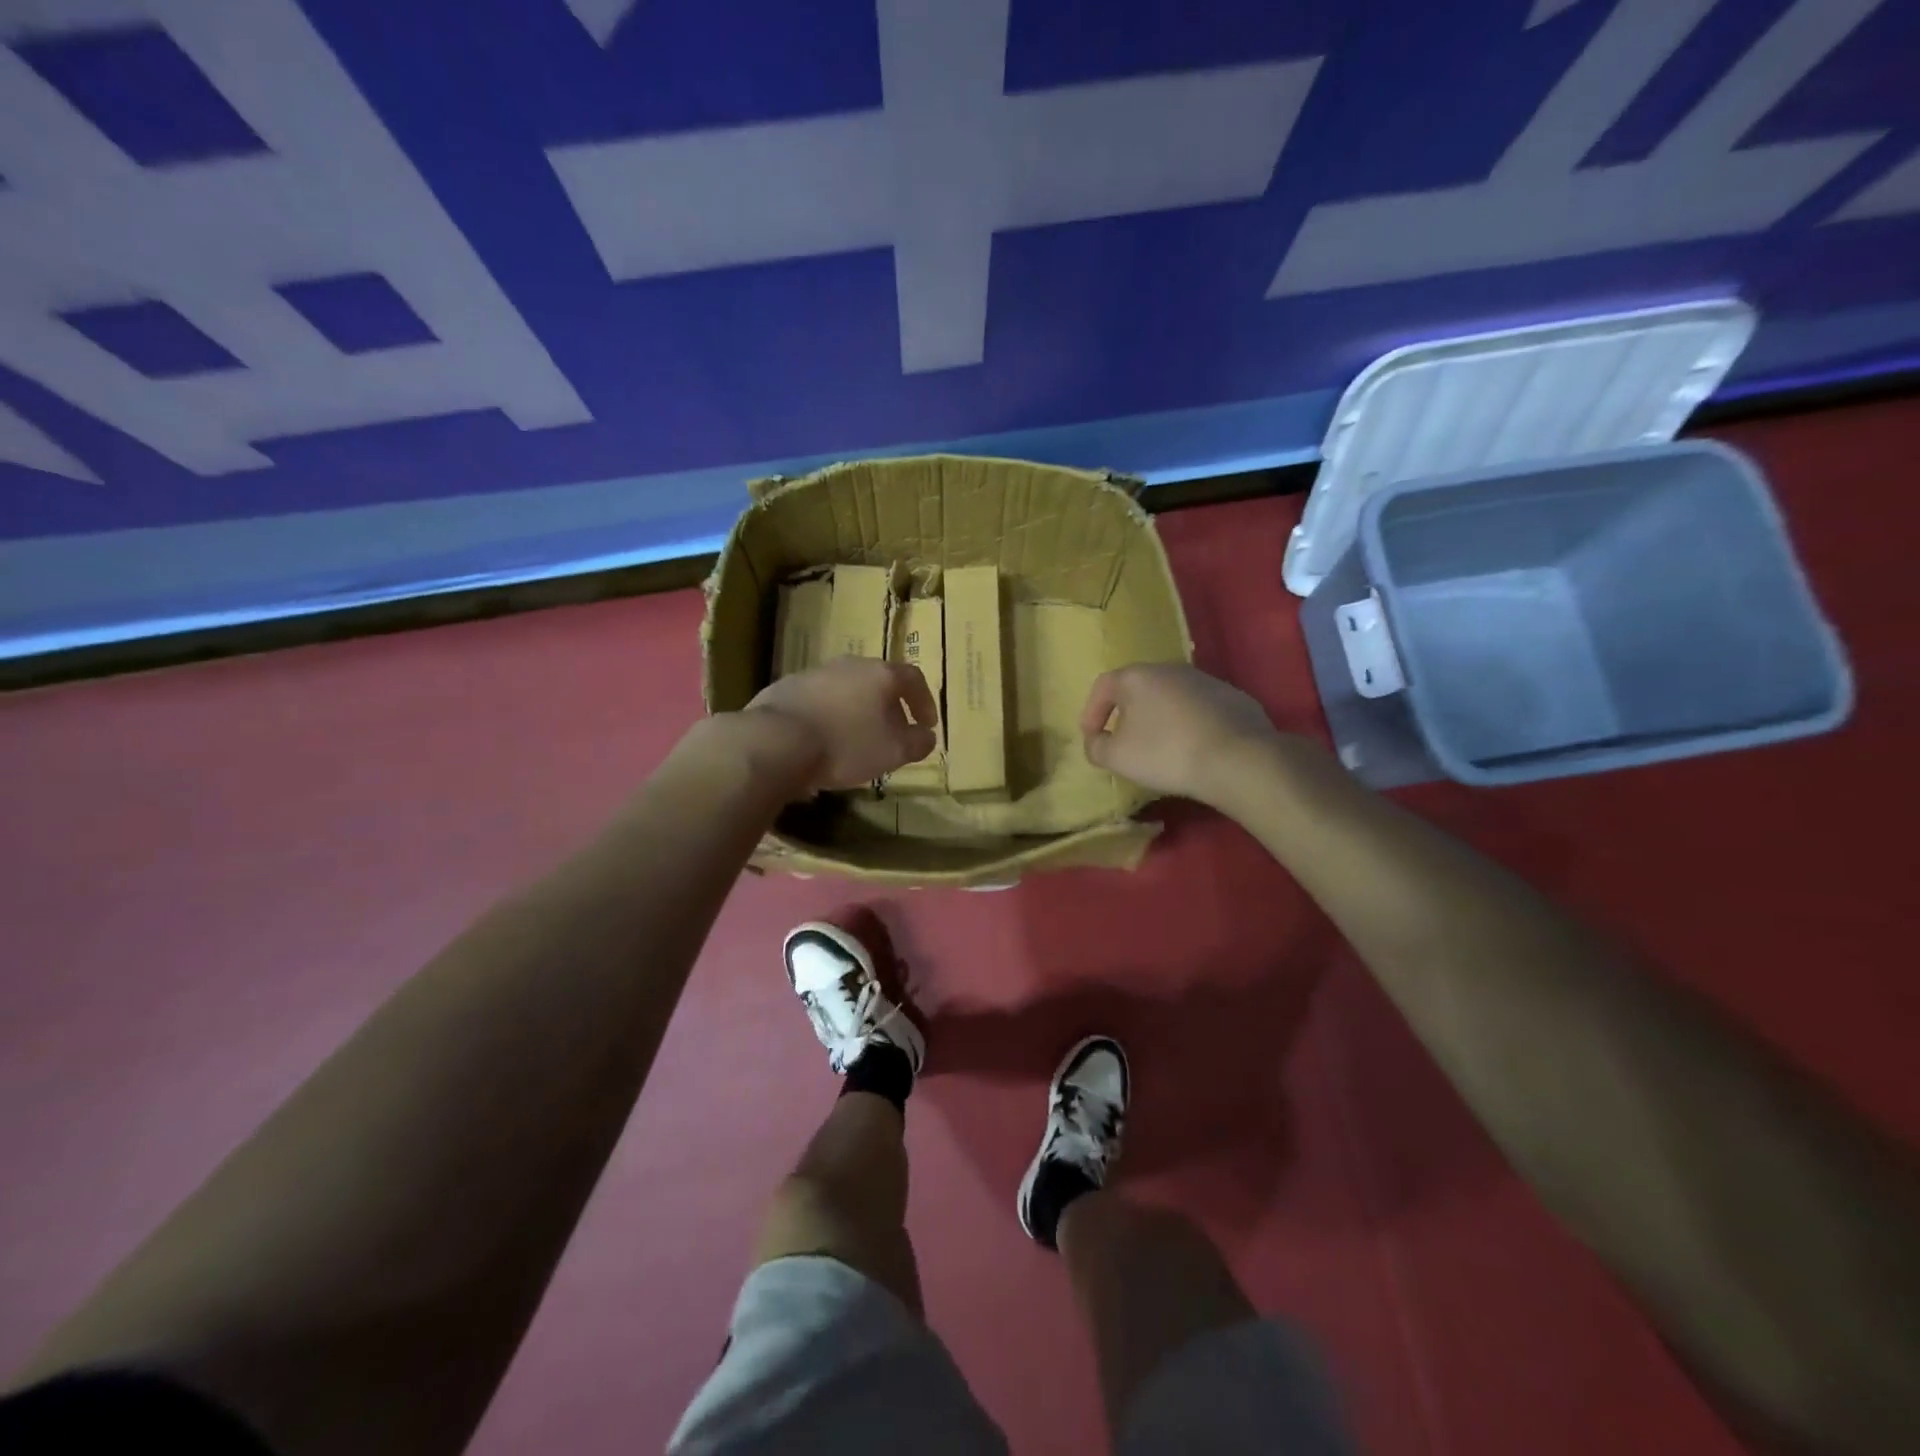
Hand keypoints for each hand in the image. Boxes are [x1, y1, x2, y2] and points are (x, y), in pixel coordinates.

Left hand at [745, 657, 938, 792]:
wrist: (775, 742)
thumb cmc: (845, 745)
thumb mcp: (893, 752)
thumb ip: (917, 742)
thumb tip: (926, 736)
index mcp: (880, 674)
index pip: (913, 678)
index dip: (924, 701)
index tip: (927, 725)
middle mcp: (849, 665)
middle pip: (878, 681)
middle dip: (889, 706)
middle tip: (893, 733)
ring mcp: (814, 673)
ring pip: (846, 689)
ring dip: (857, 710)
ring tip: (857, 739)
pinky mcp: (785, 687)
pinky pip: (818, 700)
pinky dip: (829, 716)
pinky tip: (823, 740)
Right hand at [1080, 663, 1280, 804]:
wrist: (1238, 758)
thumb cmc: (1166, 753)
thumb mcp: (1117, 757)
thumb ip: (1096, 747)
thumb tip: (1097, 741)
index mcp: (1137, 677)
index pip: (1103, 686)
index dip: (1091, 713)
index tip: (1092, 738)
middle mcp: (1169, 668)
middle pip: (1138, 688)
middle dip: (1126, 714)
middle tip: (1124, 742)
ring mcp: (1205, 680)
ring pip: (1170, 697)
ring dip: (1160, 718)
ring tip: (1161, 747)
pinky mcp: (1233, 696)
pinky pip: (1199, 709)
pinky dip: (1189, 724)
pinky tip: (1194, 748)